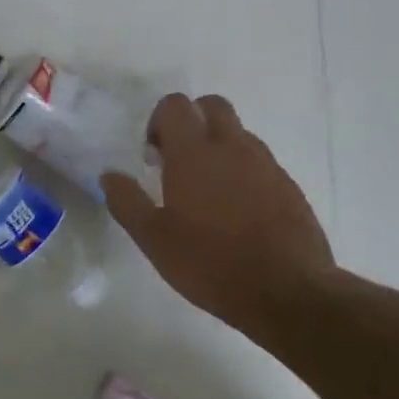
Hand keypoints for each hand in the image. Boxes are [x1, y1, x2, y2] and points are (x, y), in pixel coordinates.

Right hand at [101, 93, 335, 344]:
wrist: (288, 292)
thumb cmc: (210, 263)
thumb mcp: (154, 239)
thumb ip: (127, 202)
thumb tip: (109, 175)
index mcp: (194, 154)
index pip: (176, 105)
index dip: (158, 121)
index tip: (152, 155)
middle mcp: (233, 147)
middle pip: (212, 105)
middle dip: (191, 121)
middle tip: (176, 160)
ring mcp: (266, 164)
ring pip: (238, 134)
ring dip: (217, 146)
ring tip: (205, 191)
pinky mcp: (288, 186)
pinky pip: (259, 162)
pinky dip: (242, 171)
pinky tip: (235, 212)